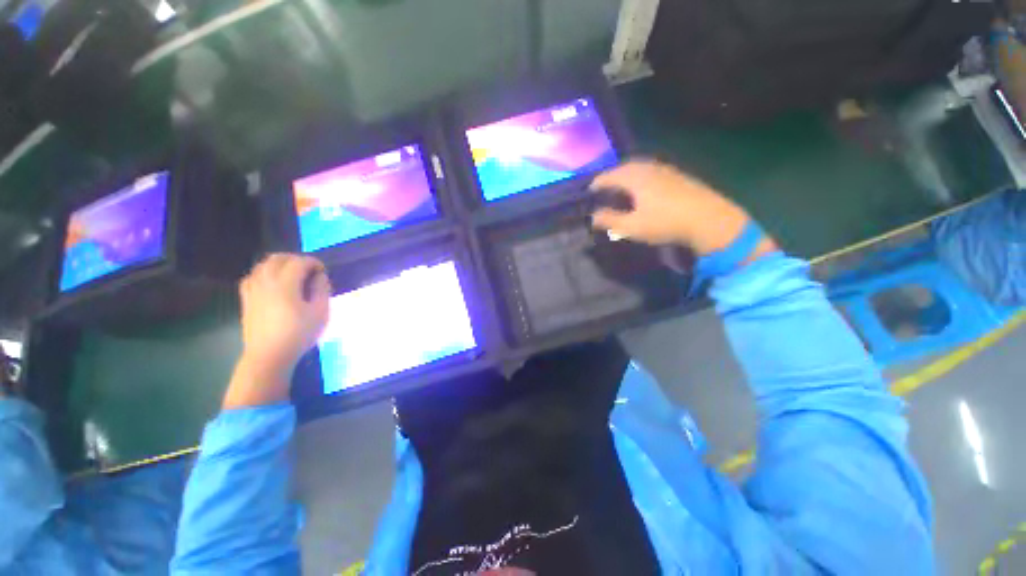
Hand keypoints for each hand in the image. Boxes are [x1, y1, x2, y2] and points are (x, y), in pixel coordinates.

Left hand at [223, 254, 331, 408]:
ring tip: (293, 274)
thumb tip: (319, 276)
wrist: (269, 356)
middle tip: (309, 270)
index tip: (323, 271)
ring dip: (280, 264)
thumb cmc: (299, 334)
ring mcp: (252, 290)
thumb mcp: (320, 312)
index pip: (299, 262)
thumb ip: (321, 290)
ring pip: (263, 265)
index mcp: (285, 284)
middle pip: (278, 258)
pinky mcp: (246, 299)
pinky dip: (264, 273)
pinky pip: (252, 276)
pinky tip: (273, 283)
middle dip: (296, 259)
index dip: (314, 263)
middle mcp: (265, 282)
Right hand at [590, 160, 772, 257]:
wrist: (708, 219)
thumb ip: (610, 220)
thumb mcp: (632, 226)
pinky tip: (643, 187)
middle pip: (624, 167)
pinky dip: (640, 175)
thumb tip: (592, 217)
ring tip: (621, 186)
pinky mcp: (677, 175)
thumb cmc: (665, 223)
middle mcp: (649, 168)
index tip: (589, 191)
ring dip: (626, 174)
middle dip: (611, 175)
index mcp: (635, 178)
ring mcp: (665, 169)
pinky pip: (651, 170)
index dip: (597, 183)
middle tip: (603, 187)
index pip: (609, 176)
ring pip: (639, 167)